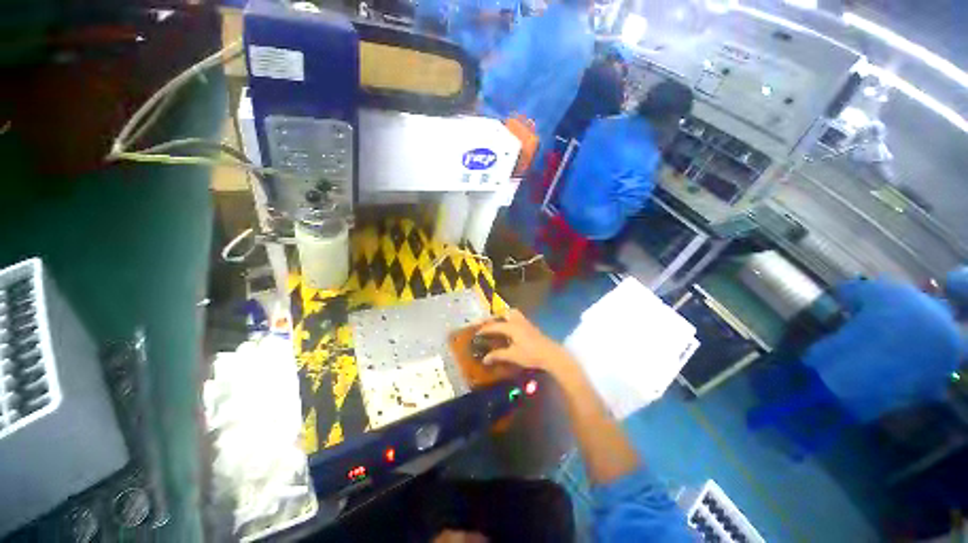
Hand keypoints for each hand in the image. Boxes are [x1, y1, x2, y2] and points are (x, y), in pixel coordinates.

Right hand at [476, 310, 573, 376]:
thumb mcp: (512, 356)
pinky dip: (511, 320)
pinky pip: (518, 318)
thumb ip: (498, 355)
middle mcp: (517, 321)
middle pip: (505, 313)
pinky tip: (510, 329)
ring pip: (513, 313)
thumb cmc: (530, 354)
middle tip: (488, 323)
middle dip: (495, 317)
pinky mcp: (531, 327)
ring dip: (505, 316)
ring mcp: (525, 323)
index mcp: (511, 327)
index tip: (476, 332)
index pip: (494, 325)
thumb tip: (485, 359)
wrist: (550, 354)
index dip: (484, 329)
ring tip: (499, 323)